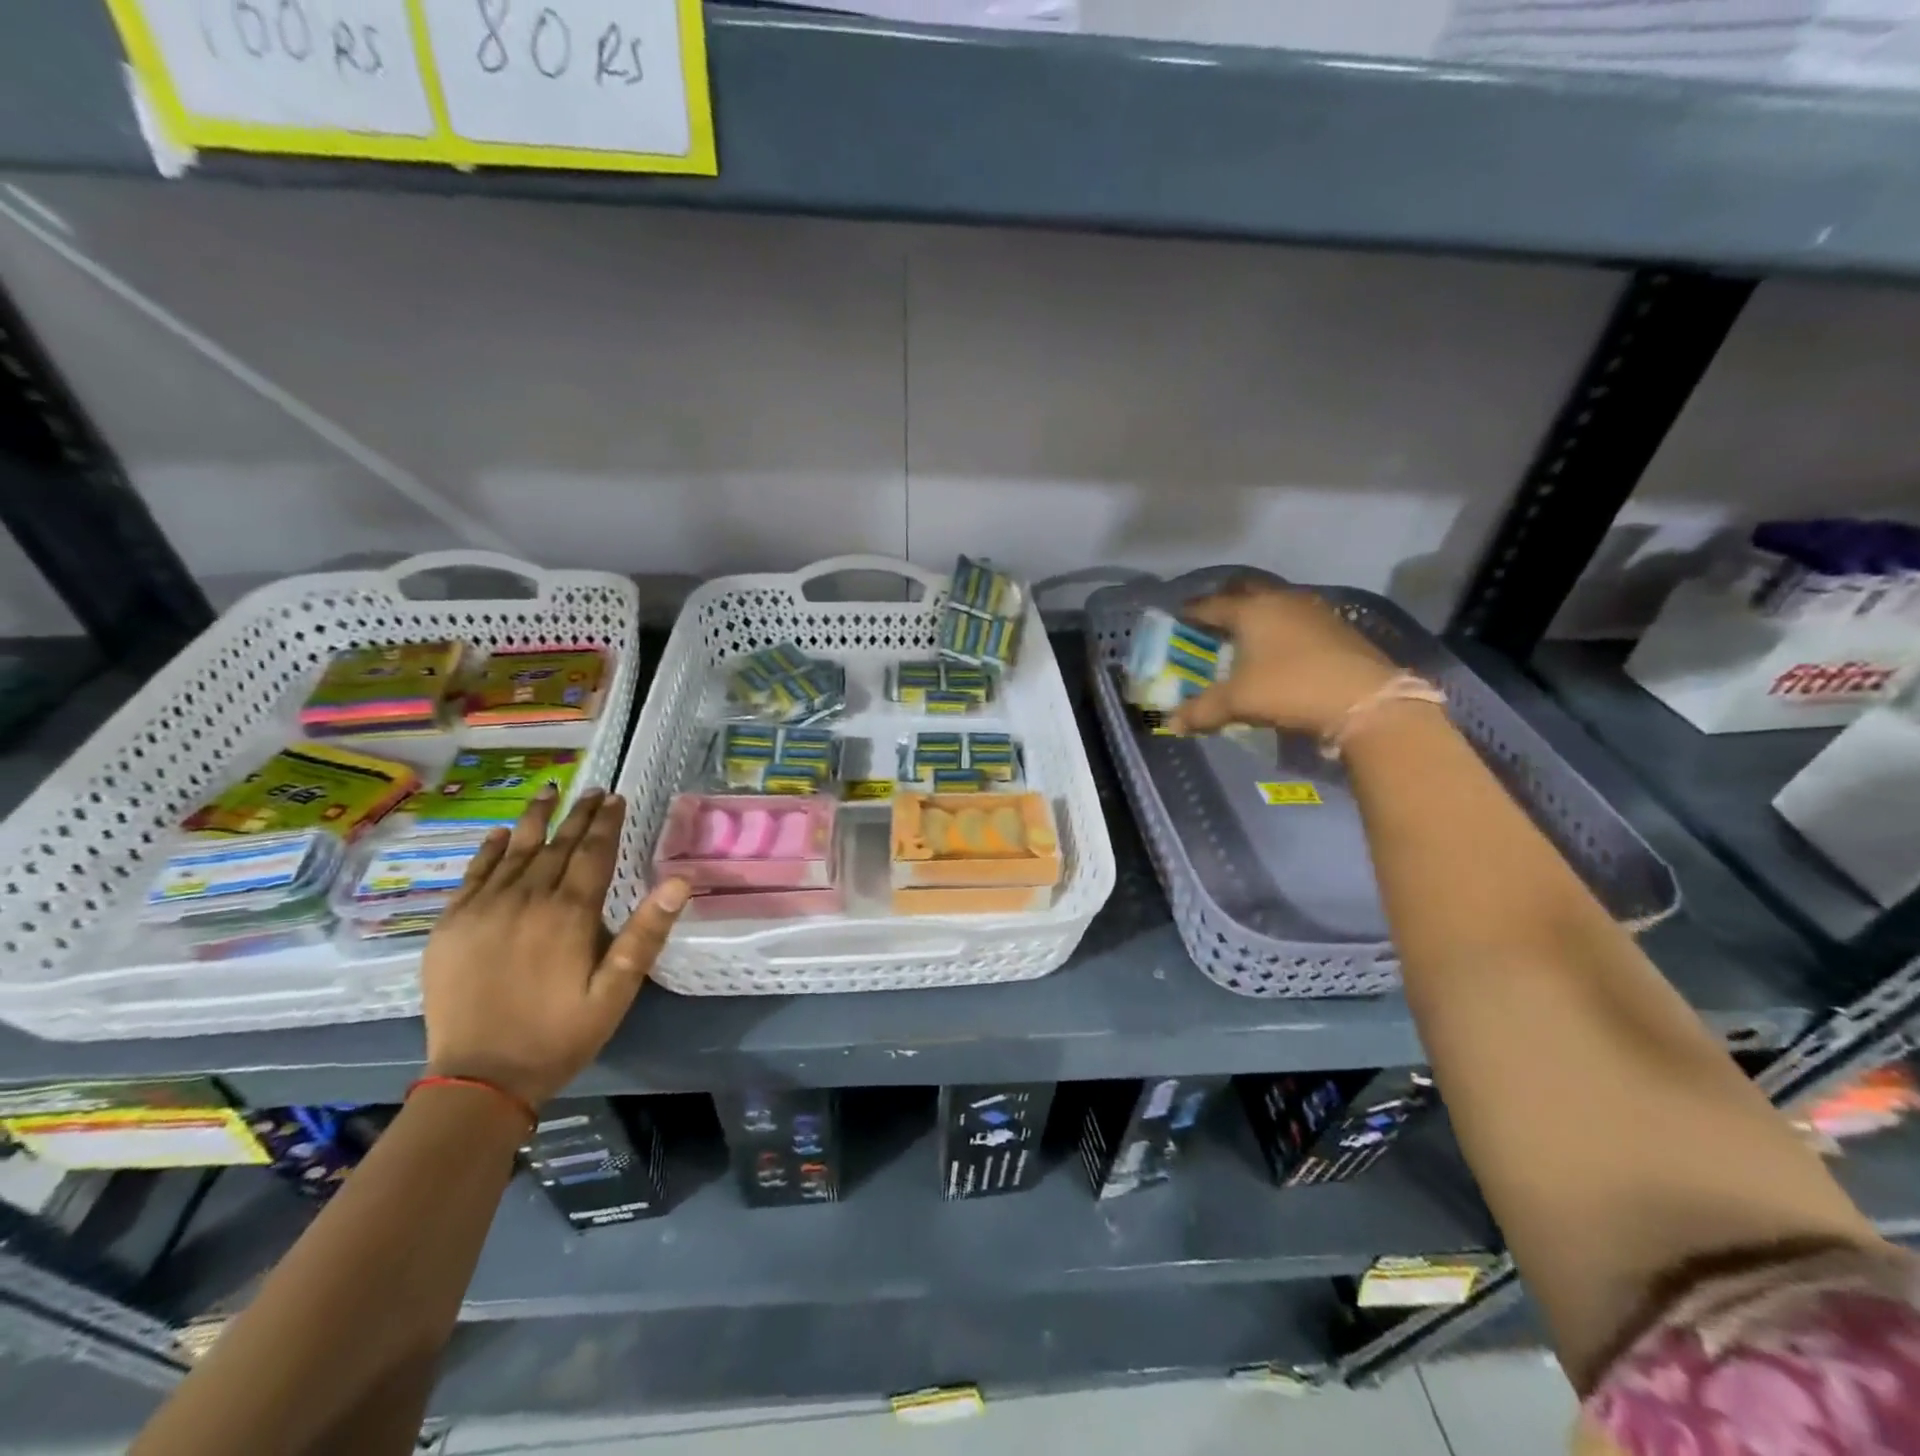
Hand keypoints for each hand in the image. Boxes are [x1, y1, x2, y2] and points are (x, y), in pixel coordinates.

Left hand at [421, 787, 689, 1108]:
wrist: (480, 1079)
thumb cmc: (560, 1034)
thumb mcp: (617, 990)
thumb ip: (647, 932)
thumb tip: (680, 880)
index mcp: (569, 913)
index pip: (593, 853)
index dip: (607, 823)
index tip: (617, 797)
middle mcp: (526, 899)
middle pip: (557, 845)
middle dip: (579, 815)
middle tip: (593, 790)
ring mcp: (482, 909)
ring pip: (516, 851)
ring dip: (536, 819)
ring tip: (549, 791)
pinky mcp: (450, 926)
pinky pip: (474, 875)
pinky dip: (490, 850)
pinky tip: (502, 834)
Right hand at [1170, 582, 1399, 738]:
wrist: (1366, 700)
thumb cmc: (1289, 689)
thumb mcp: (1238, 702)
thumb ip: (1202, 710)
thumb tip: (1172, 723)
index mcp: (1251, 610)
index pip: (1211, 605)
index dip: (1192, 612)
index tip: (1178, 616)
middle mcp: (1281, 601)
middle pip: (1246, 593)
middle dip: (1227, 603)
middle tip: (1212, 619)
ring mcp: (1314, 611)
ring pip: (1275, 603)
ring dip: (1258, 614)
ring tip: (1246, 634)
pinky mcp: (1338, 627)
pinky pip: (1297, 619)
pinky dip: (1282, 628)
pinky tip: (1281, 648)